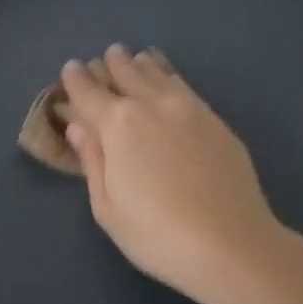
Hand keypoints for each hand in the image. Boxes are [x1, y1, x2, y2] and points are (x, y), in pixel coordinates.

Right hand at [59, 45, 295, 303]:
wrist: (232, 244)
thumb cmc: (157, 234)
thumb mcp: (107, 207)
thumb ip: (92, 160)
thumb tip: (78, 127)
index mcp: (117, 124)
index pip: (88, 91)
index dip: (75, 79)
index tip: (70, 69)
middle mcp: (150, 104)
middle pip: (124, 71)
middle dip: (108, 64)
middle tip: (100, 61)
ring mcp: (187, 108)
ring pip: (156, 72)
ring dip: (138, 63)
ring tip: (131, 59)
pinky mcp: (214, 119)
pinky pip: (183, 84)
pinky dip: (167, 74)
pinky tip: (166, 78)